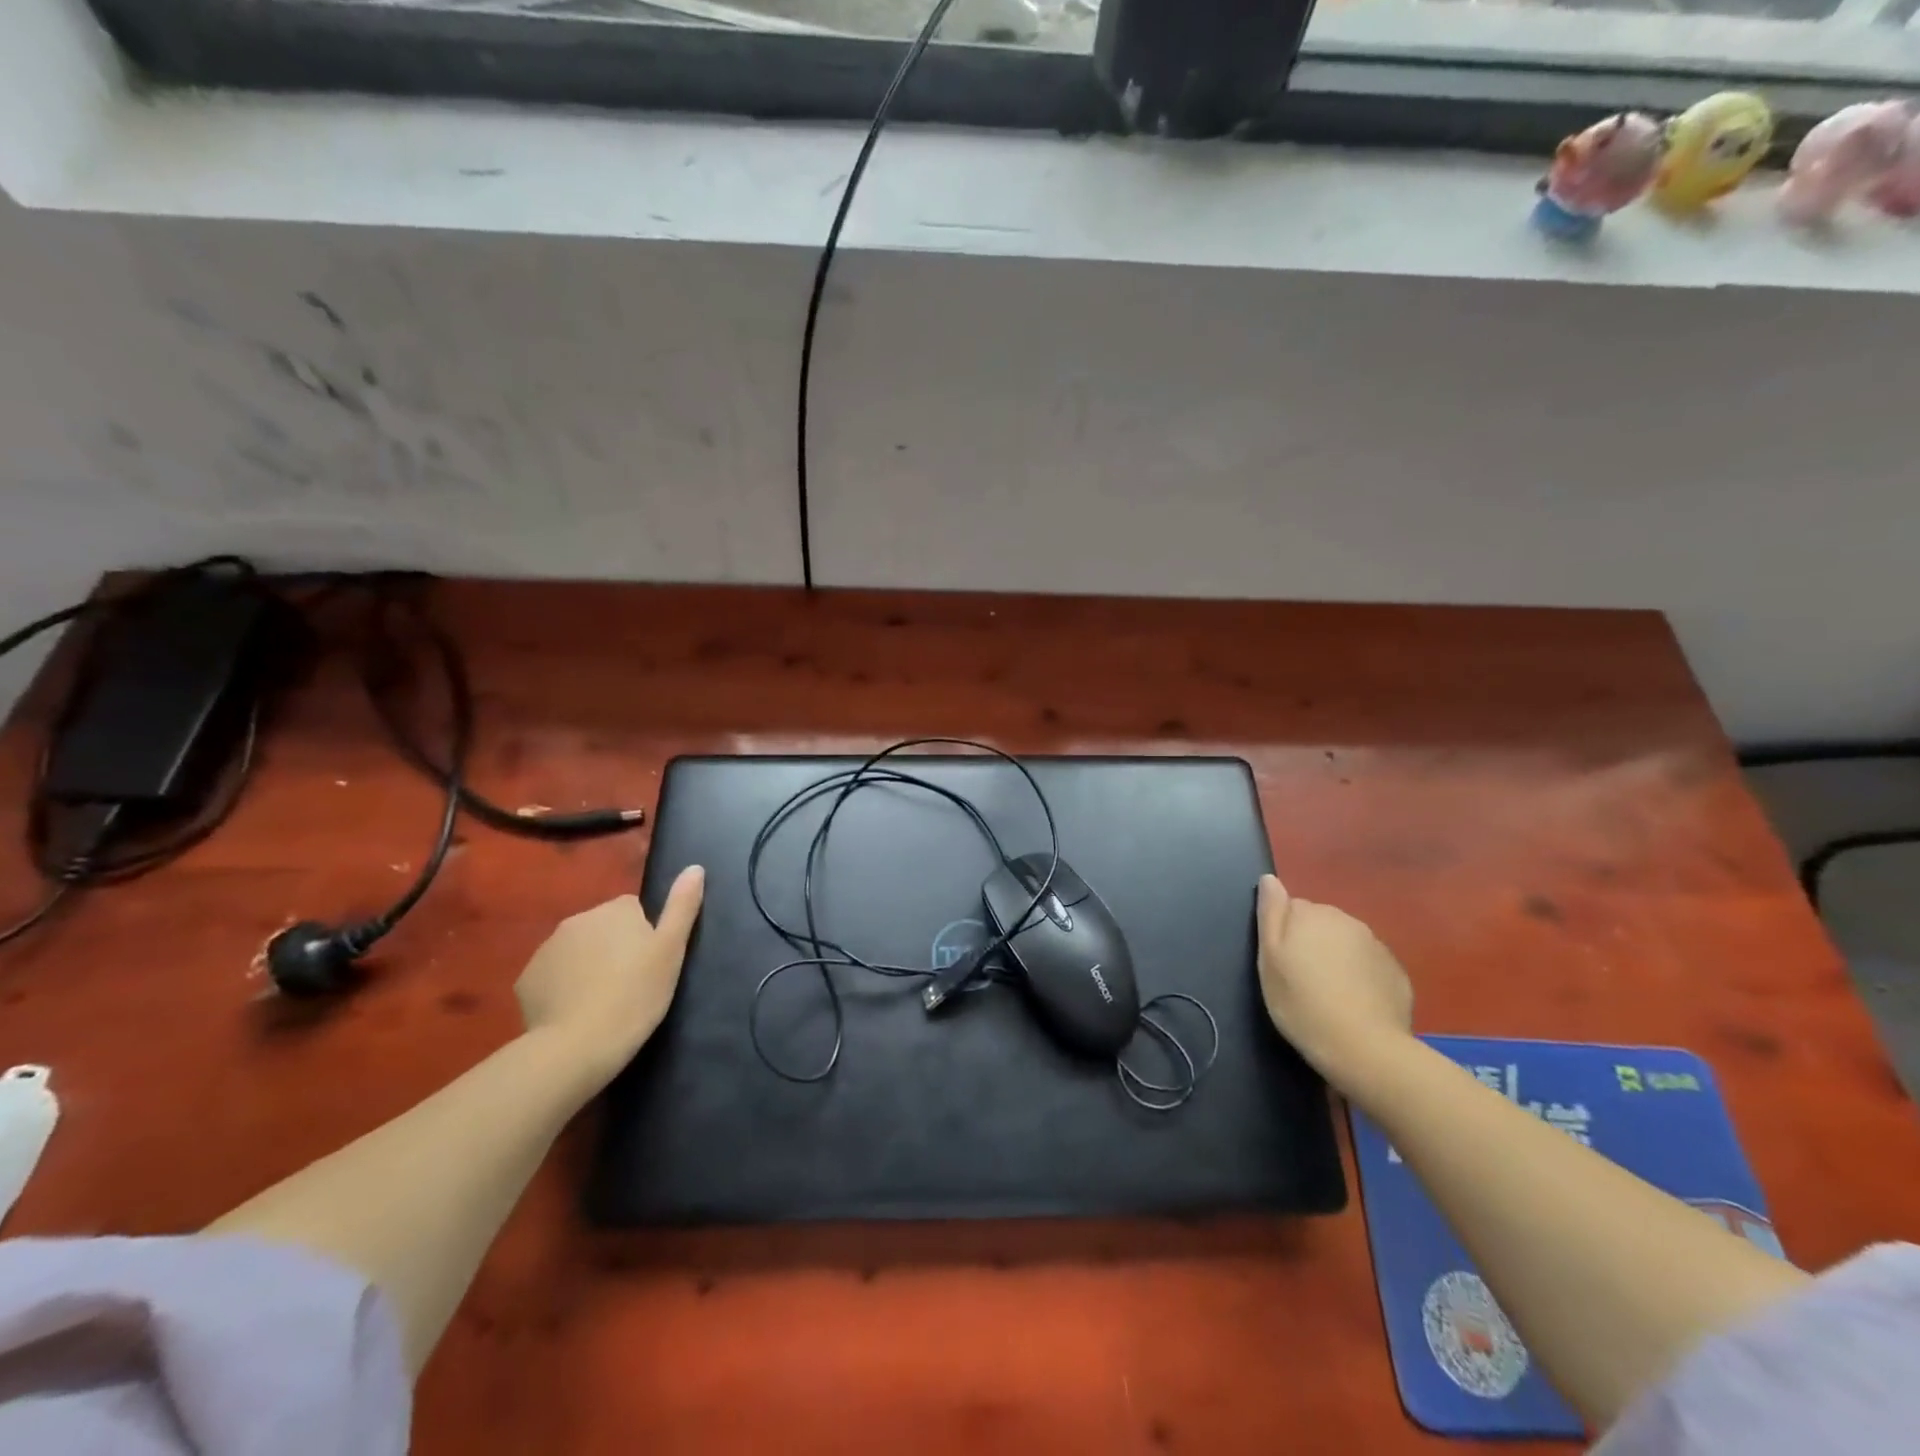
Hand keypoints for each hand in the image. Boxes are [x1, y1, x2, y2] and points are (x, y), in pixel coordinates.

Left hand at [515, 866, 705, 1081]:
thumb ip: (683, 906)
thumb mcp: (672, 950)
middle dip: (613, 949)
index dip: (644, 936)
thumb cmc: (636, 994)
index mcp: (615, 909)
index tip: (649, 964)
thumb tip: (695, 867)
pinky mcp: (526, 979)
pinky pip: (552, 976)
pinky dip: (563, 987)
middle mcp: (578, 919)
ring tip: (602, 1001)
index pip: (634, 910)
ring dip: (587, 966)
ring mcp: (547, 948)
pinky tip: (575, 1012)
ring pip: (576, 951)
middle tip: (629, 984)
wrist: (578, 1045)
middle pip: (603, 928)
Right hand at [1256, 873, 1413, 1092]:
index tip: (1281, 964)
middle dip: (1311, 943)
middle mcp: (1347, 920)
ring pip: (1346, 943)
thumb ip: (1270, 913)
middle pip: (1321, 923)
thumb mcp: (1269, 959)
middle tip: (1302, 980)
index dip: (1283, 935)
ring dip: (1336, 958)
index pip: (1290, 908)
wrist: (1364, 1049)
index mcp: (1312, 914)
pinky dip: (1360, 977)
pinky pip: (1369, 965)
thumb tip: (1269, 879)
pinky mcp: (1396, 972)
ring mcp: (1376, 945)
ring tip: (1328, 994)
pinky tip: (1354, 1003)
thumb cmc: (1302, 1003)